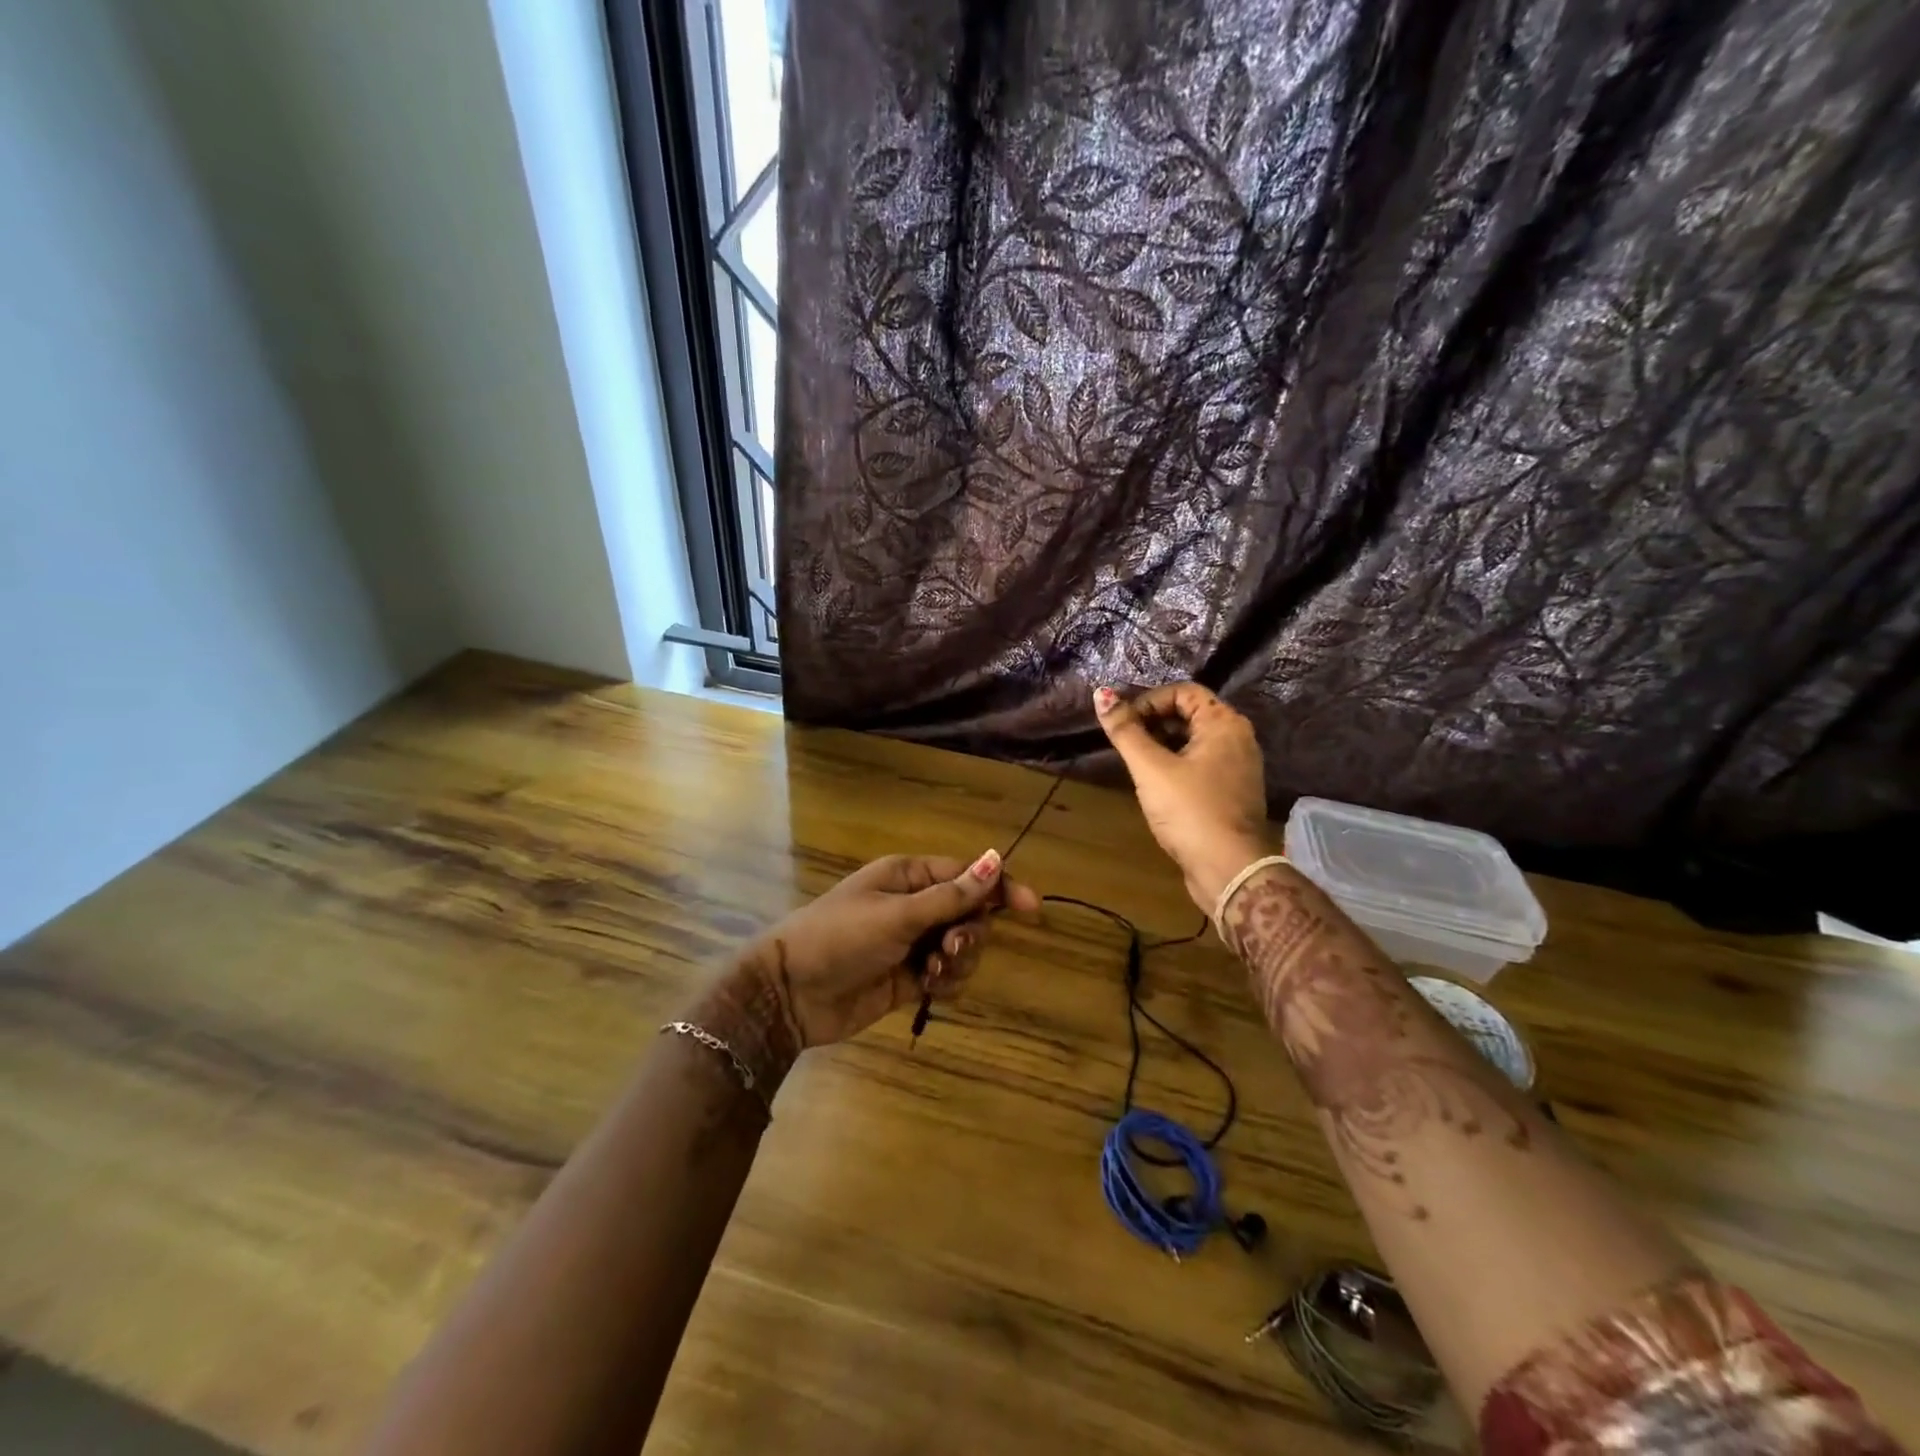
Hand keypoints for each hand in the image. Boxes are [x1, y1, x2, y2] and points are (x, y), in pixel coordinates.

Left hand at [748, 851, 1040, 1050]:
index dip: (1000, 888)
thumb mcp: (898, 914)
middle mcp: (914, 905)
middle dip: (970, 932)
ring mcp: (911, 942)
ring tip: (931, 972)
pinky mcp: (908, 977)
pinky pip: (946, 974)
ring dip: (958, 960)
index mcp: (909, 876)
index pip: (967, 875)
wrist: (790, 993)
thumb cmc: (840, 937)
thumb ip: (951, 895)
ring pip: (961, 946)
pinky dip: (946, 982)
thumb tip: (996, 859)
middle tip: (949, 948)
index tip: (1031, 909)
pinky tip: (928, 988)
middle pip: (970, 913)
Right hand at [1094, 683, 1269, 912]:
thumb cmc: (1189, 811)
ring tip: (1137, 765)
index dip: (1149, 701)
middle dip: (1153, 723)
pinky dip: (1177, 765)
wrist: (1229, 869)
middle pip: (1190, 713)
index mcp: (1224, 723)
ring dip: (1162, 745)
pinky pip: (1201, 764)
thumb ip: (1125, 731)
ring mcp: (1239, 766)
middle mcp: (1238, 738)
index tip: (1124, 725)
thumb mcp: (1150, 768)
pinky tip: (1157, 786)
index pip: (1183, 691)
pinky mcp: (1232, 791)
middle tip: (1126, 744)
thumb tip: (1101, 693)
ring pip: (1194, 741)